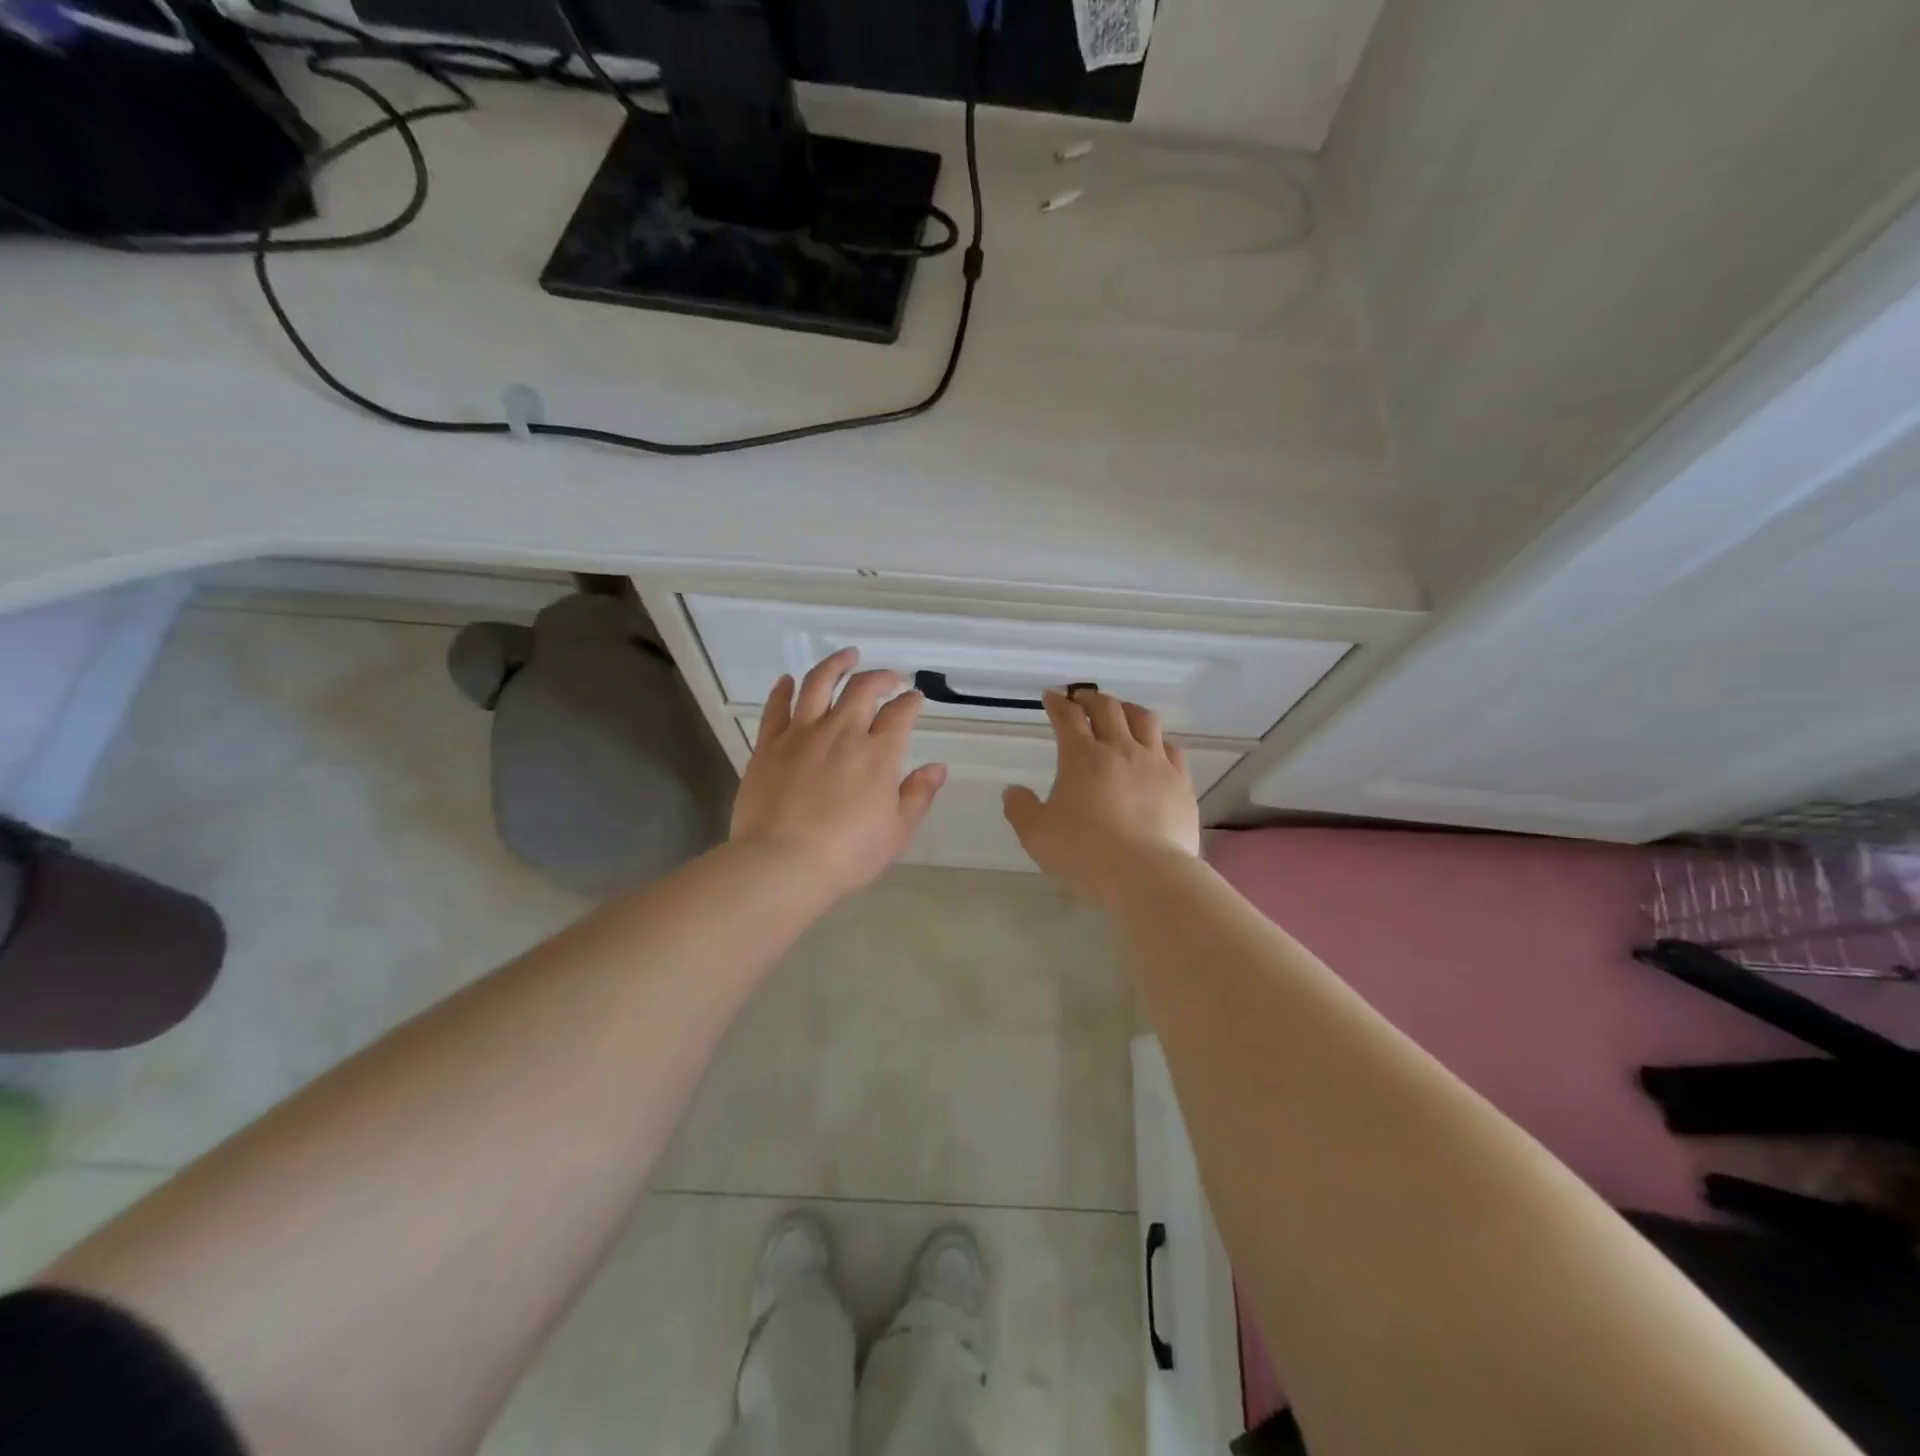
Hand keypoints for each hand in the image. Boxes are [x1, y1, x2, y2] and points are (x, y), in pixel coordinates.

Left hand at [730, 648, 947, 902]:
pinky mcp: (769, 745)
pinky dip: (783, 689)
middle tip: (890, 676)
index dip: (911, 701)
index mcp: (878, 753)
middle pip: (863, 688)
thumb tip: (938, 767)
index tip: (915, 698)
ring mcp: (801, 734)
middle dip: (881, 676)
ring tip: (847, 655)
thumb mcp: (896, 832)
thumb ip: (918, 795)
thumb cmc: (847, 854)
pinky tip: (788, 680)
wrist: (782, 863)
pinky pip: (776, 707)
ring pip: (818, 683)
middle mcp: (842, 732)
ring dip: (836, 664)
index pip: (900, 713)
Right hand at [1002, 688, 1200, 902]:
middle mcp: (1120, 750)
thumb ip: (1021, 808)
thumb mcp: (1036, 834)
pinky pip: (1171, 749)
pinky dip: (1158, 741)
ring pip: (1144, 719)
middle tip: (1081, 699)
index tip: (1051, 696)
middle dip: (1090, 698)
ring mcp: (1155, 764)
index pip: (1067, 717)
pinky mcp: (1180, 783)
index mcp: (1082, 757)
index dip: (1057, 703)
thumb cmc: (1084, 852)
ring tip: (1121, 712)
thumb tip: (1013, 791)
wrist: (1146, 874)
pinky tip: (1155, 749)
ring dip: (1128, 709)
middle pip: (1107, 708)